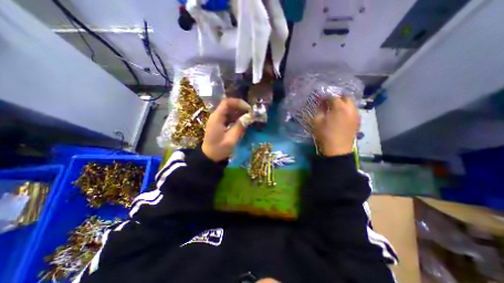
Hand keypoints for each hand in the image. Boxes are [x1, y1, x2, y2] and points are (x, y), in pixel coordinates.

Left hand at [202, 98, 251, 162]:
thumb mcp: (231, 139)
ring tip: (249, 117)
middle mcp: (216, 116)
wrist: (209, 156)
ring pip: (230, 110)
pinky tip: (243, 122)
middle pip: (229, 105)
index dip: (238, 103)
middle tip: (251, 113)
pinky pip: (229, 116)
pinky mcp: (220, 123)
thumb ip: (239, 127)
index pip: (227, 102)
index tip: (248, 109)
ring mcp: (218, 119)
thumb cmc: (219, 149)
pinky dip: (237, 117)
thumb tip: (249, 117)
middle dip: (241, 107)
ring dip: (239, 112)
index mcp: (217, 118)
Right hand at [314, 96, 359, 155]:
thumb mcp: (317, 122)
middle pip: (346, 97)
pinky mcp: (358, 121)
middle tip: (329, 102)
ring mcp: (356, 115)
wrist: (337, 149)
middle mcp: (350, 108)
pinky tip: (341, 116)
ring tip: (336, 109)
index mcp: (339, 107)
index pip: (332, 97)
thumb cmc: (325, 134)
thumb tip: (321, 105)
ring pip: (351, 104)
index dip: (325, 97)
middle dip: (337, 98)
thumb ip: (319, 111)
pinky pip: (353, 111)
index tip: (320, 99)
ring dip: (343, 104)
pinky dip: (347, 110)